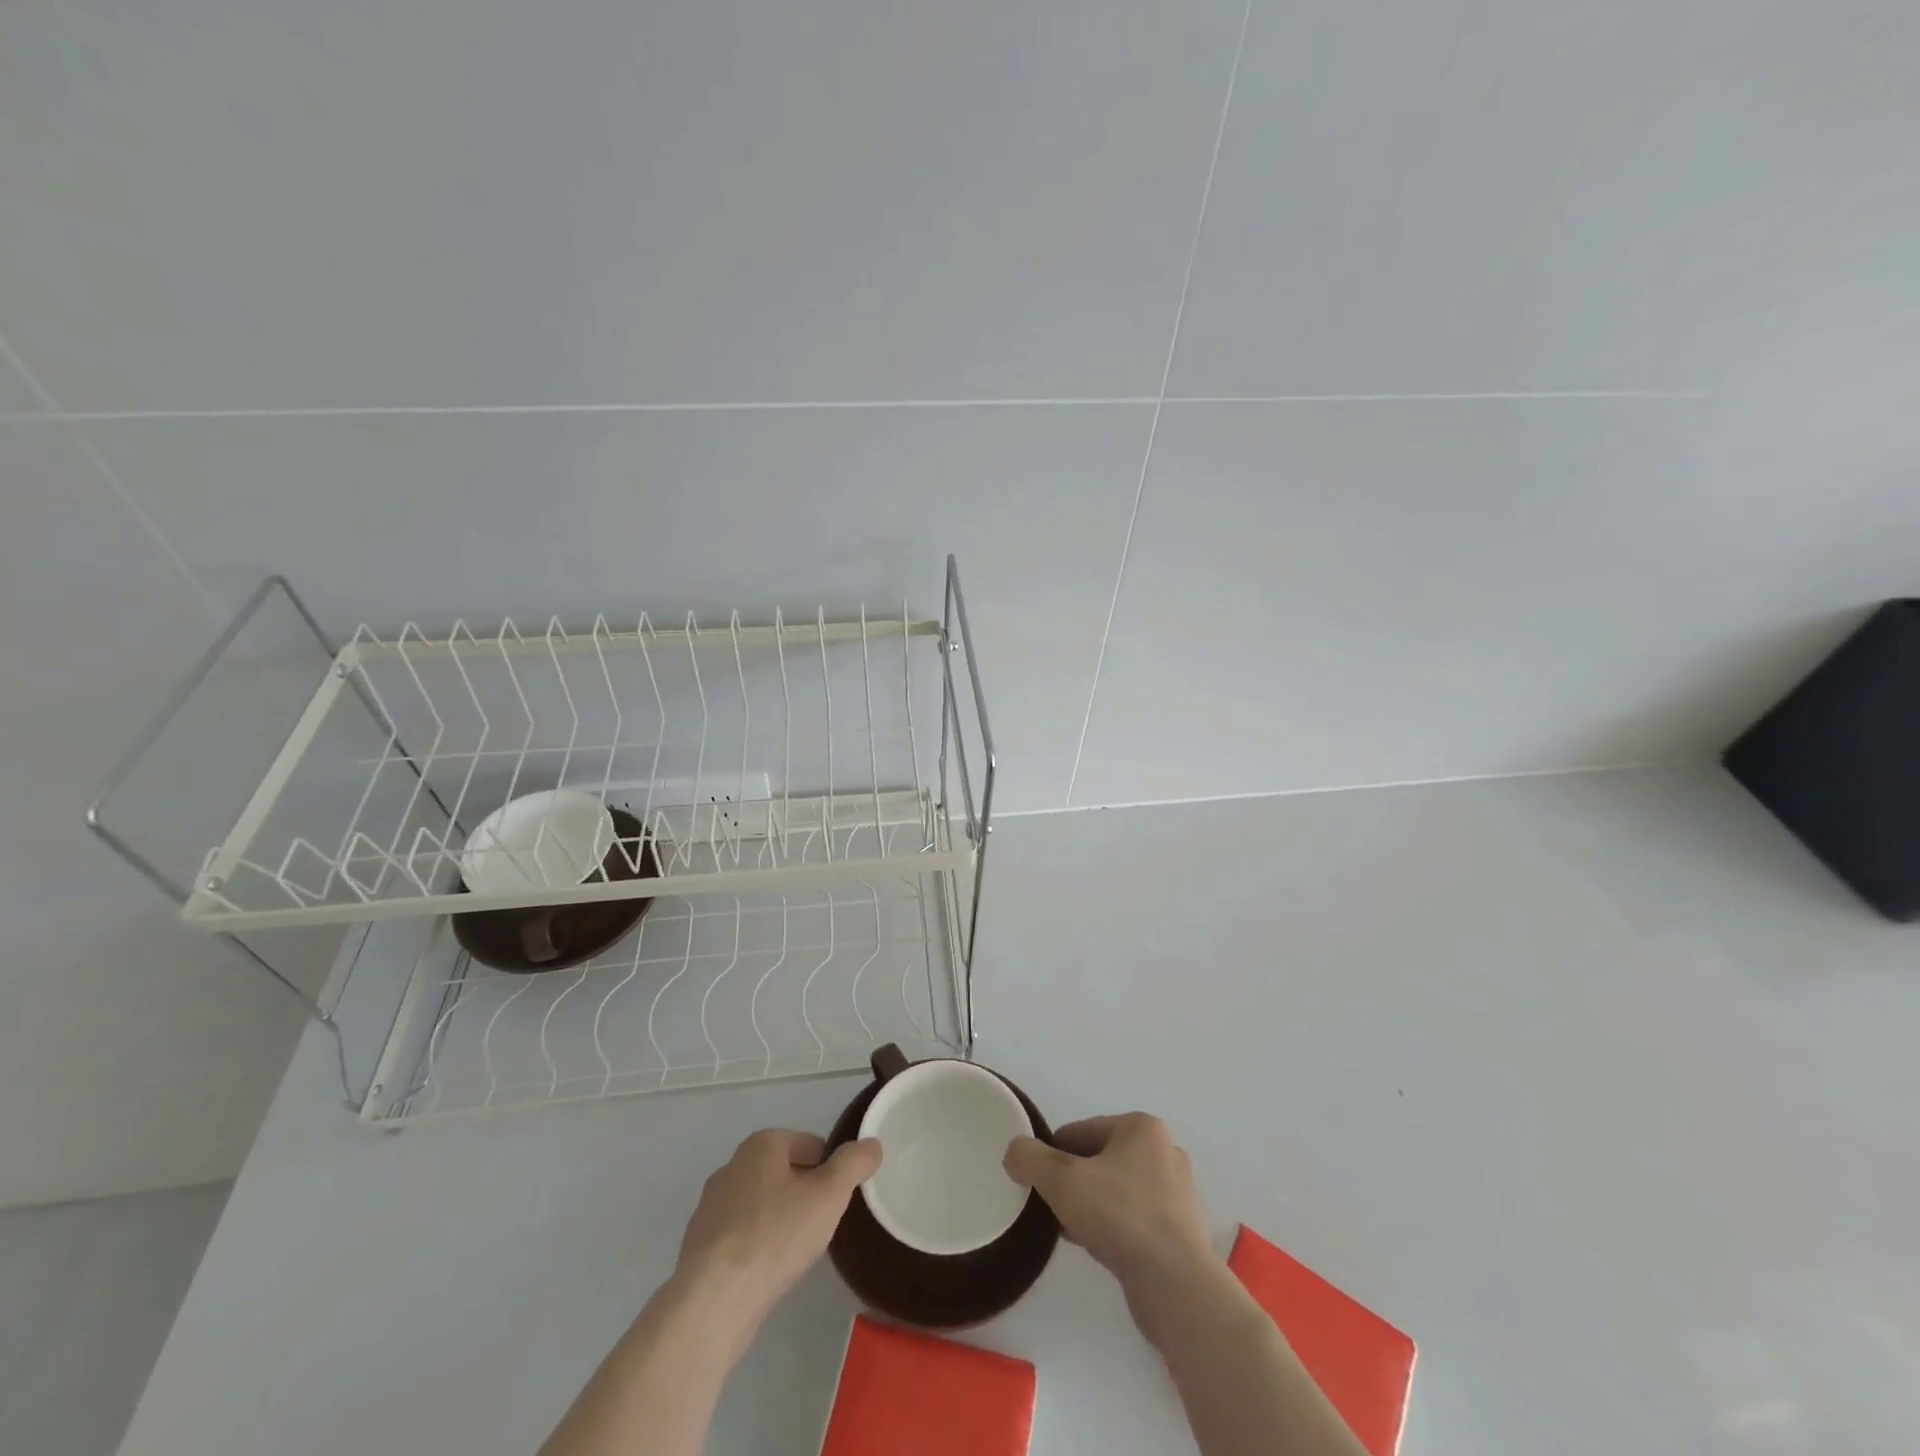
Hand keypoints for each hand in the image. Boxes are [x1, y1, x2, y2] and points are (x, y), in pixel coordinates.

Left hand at [675, 1129, 880, 1339]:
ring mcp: (710, 1208)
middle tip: (823, 1224)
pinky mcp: (699, 1247)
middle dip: (804, 1193)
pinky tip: (768, 1271)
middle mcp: (731, 1167)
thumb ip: (853, 1164)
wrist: (713, 1303)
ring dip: (780, 1220)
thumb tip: (871, 1144)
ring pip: (760, 1204)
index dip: (830, 1169)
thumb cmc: (776, 1236)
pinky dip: (757, 1246)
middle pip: (783, 1172)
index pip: (809, 1144)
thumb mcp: (829, 1195)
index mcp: (761, 1145)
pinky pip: (740, 1236)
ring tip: (798, 1251)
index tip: (840, 1199)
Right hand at [1004, 1113, 1212, 1292]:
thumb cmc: (1119, 1216)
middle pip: (1100, 1159)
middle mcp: (1164, 1152)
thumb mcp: (1061, 1180)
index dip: (1053, 1154)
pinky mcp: (1181, 1232)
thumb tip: (1014, 1152)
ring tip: (1069, 1230)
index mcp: (1142, 1128)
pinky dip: (1112, 1227)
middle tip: (1051, 1206)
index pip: (1082, 1131)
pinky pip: (1134, 1218)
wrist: (1176, 1286)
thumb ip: (1030, 1158)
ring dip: (1091, 1205)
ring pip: (1116, 1190)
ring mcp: (1177, 1194)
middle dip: (1073, 1181)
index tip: (1038, 1182)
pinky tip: (1095, 1247)